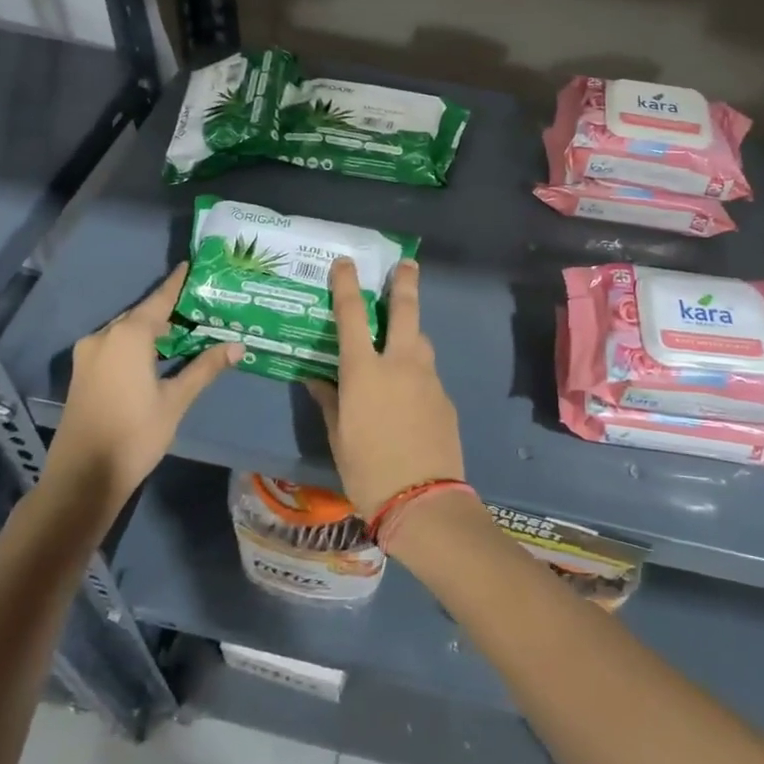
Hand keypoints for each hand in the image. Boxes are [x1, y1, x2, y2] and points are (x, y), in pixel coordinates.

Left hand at [46, 263, 239, 504]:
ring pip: (126, 332)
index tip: (191, 265)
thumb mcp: (176, 400)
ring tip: (185, 330)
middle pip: (141, 315)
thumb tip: (237, 346)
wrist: (83, 477)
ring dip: (152, 330)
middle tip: (200, 306)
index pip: (159, 300)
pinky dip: (137, 344)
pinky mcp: (82, 373)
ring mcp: (88, 355)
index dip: (177, 283)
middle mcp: (104, 336)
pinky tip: (157, 355)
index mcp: (127, 336)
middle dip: (169, 310)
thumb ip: (204, 368)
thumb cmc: (135, 434)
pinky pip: (114, 346)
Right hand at [306, 257, 463, 520]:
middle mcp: (400, 363)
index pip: (351, 315)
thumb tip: (318, 380)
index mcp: (364, 371)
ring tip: (401, 338)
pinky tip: (409, 392)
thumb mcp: (338, 436)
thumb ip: (329, 401)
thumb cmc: (367, 470)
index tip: (346, 262)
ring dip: (411, 331)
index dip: (347, 284)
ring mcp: (428, 378)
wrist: (424, 501)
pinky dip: (417, 370)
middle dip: (405, 282)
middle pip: (406, 310)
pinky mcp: (445, 397)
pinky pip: (428, 372)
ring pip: (422, 340)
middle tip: (407, 263)